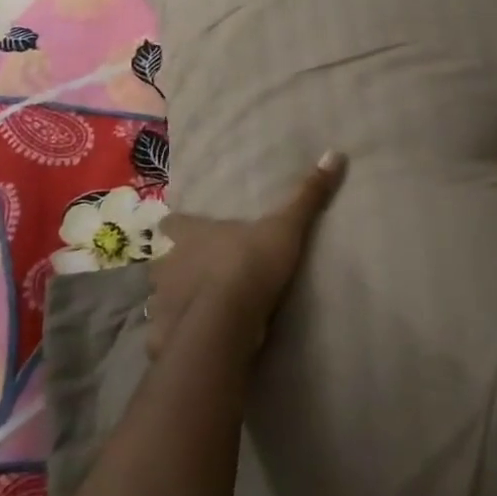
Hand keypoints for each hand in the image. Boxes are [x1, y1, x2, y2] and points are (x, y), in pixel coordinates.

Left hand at [144, 152, 346, 362]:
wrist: (226, 323)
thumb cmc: (249, 265)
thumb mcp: (285, 228)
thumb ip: (307, 196)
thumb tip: (334, 153)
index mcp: (190, 235)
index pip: (172, 223)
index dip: (179, 226)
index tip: (188, 230)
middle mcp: (168, 264)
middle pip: (164, 260)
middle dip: (178, 266)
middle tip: (199, 272)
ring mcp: (162, 302)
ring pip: (162, 298)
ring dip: (177, 302)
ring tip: (198, 310)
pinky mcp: (165, 336)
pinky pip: (168, 334)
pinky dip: (177, 336)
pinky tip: (193, 342)